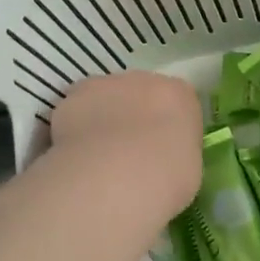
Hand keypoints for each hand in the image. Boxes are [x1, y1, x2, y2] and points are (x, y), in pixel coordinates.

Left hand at [47, 71, 203, 217]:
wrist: (114, 179)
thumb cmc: (164, 180)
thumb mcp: (187, 171)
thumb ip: (174, 153)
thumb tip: (160, 159)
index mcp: (180, 95)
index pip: (177, 102)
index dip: (167, 126)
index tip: (161, 150)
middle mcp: (144, 80)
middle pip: (139, 93)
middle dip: (133, 117)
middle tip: (128, 153)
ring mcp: (105, 85)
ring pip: (104, 99)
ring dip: (102, 119)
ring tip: (96, 158)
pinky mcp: (72, 97)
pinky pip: (75, 112)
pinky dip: (74, 129)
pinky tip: (75, 156)